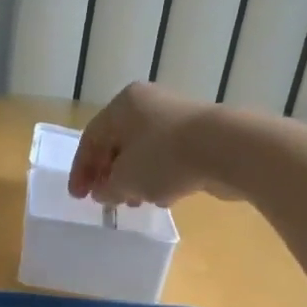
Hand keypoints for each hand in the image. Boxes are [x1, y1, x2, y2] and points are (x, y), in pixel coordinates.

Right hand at [68, 81, 226, 206]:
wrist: (228, 149)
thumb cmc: (164, 157)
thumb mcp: (126, 179)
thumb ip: (107, 187)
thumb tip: (103, 192)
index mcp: (123, 105)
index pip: (91, 138)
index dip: (81, 170)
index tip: (78, 198)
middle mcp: (147, 104)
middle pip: (118, 142)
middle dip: (109, 174)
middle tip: (104, 200)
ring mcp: (176, 117)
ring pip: (144, 151)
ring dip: (134, 178)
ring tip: (133, 203)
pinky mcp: (200, 135)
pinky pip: (168, 157)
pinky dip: (158, 176)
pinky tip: (162, 197)